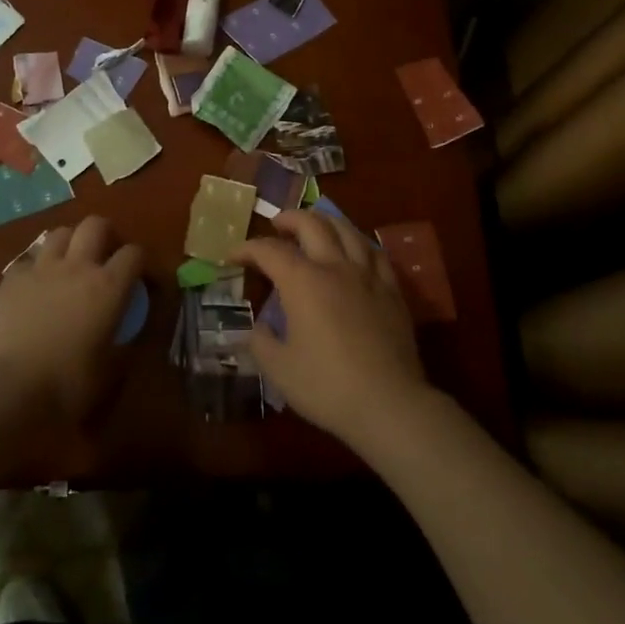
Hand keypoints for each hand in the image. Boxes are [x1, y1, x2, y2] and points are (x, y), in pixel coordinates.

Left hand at [0, 217, 143, 423]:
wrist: (10, 388)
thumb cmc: (69, 383)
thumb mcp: (110, 370)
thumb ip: (124, 344)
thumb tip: (128, 337)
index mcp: (109, 286)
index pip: (134, 254)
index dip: (140, 262)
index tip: (140, 278)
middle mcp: (77, 266)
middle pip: (95, 225)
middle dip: (105, 233)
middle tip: (105, 254)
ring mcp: (41, 269)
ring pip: (60, 233)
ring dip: (70, 243)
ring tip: (69, 264)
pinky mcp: (11, 279)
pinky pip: (29, 260)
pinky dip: (37, 268)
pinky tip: (35, 286)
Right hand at [232, 210, 430, 451]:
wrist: (389, 404)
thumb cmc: (327, 386)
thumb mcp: (279, 369)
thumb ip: (262, 343)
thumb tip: (258, 329)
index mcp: (303, 282)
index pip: (269, 251)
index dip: (247, 248)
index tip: (232, 256)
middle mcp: (335, 267)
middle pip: (312, 224)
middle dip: (289, 219)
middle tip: (276, 225)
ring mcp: (368, 276)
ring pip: (346, 230)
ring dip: (324, 221)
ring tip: (314, 226)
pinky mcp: (392, 291)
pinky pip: (374, 252)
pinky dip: (357, 242)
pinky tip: (354, 249)